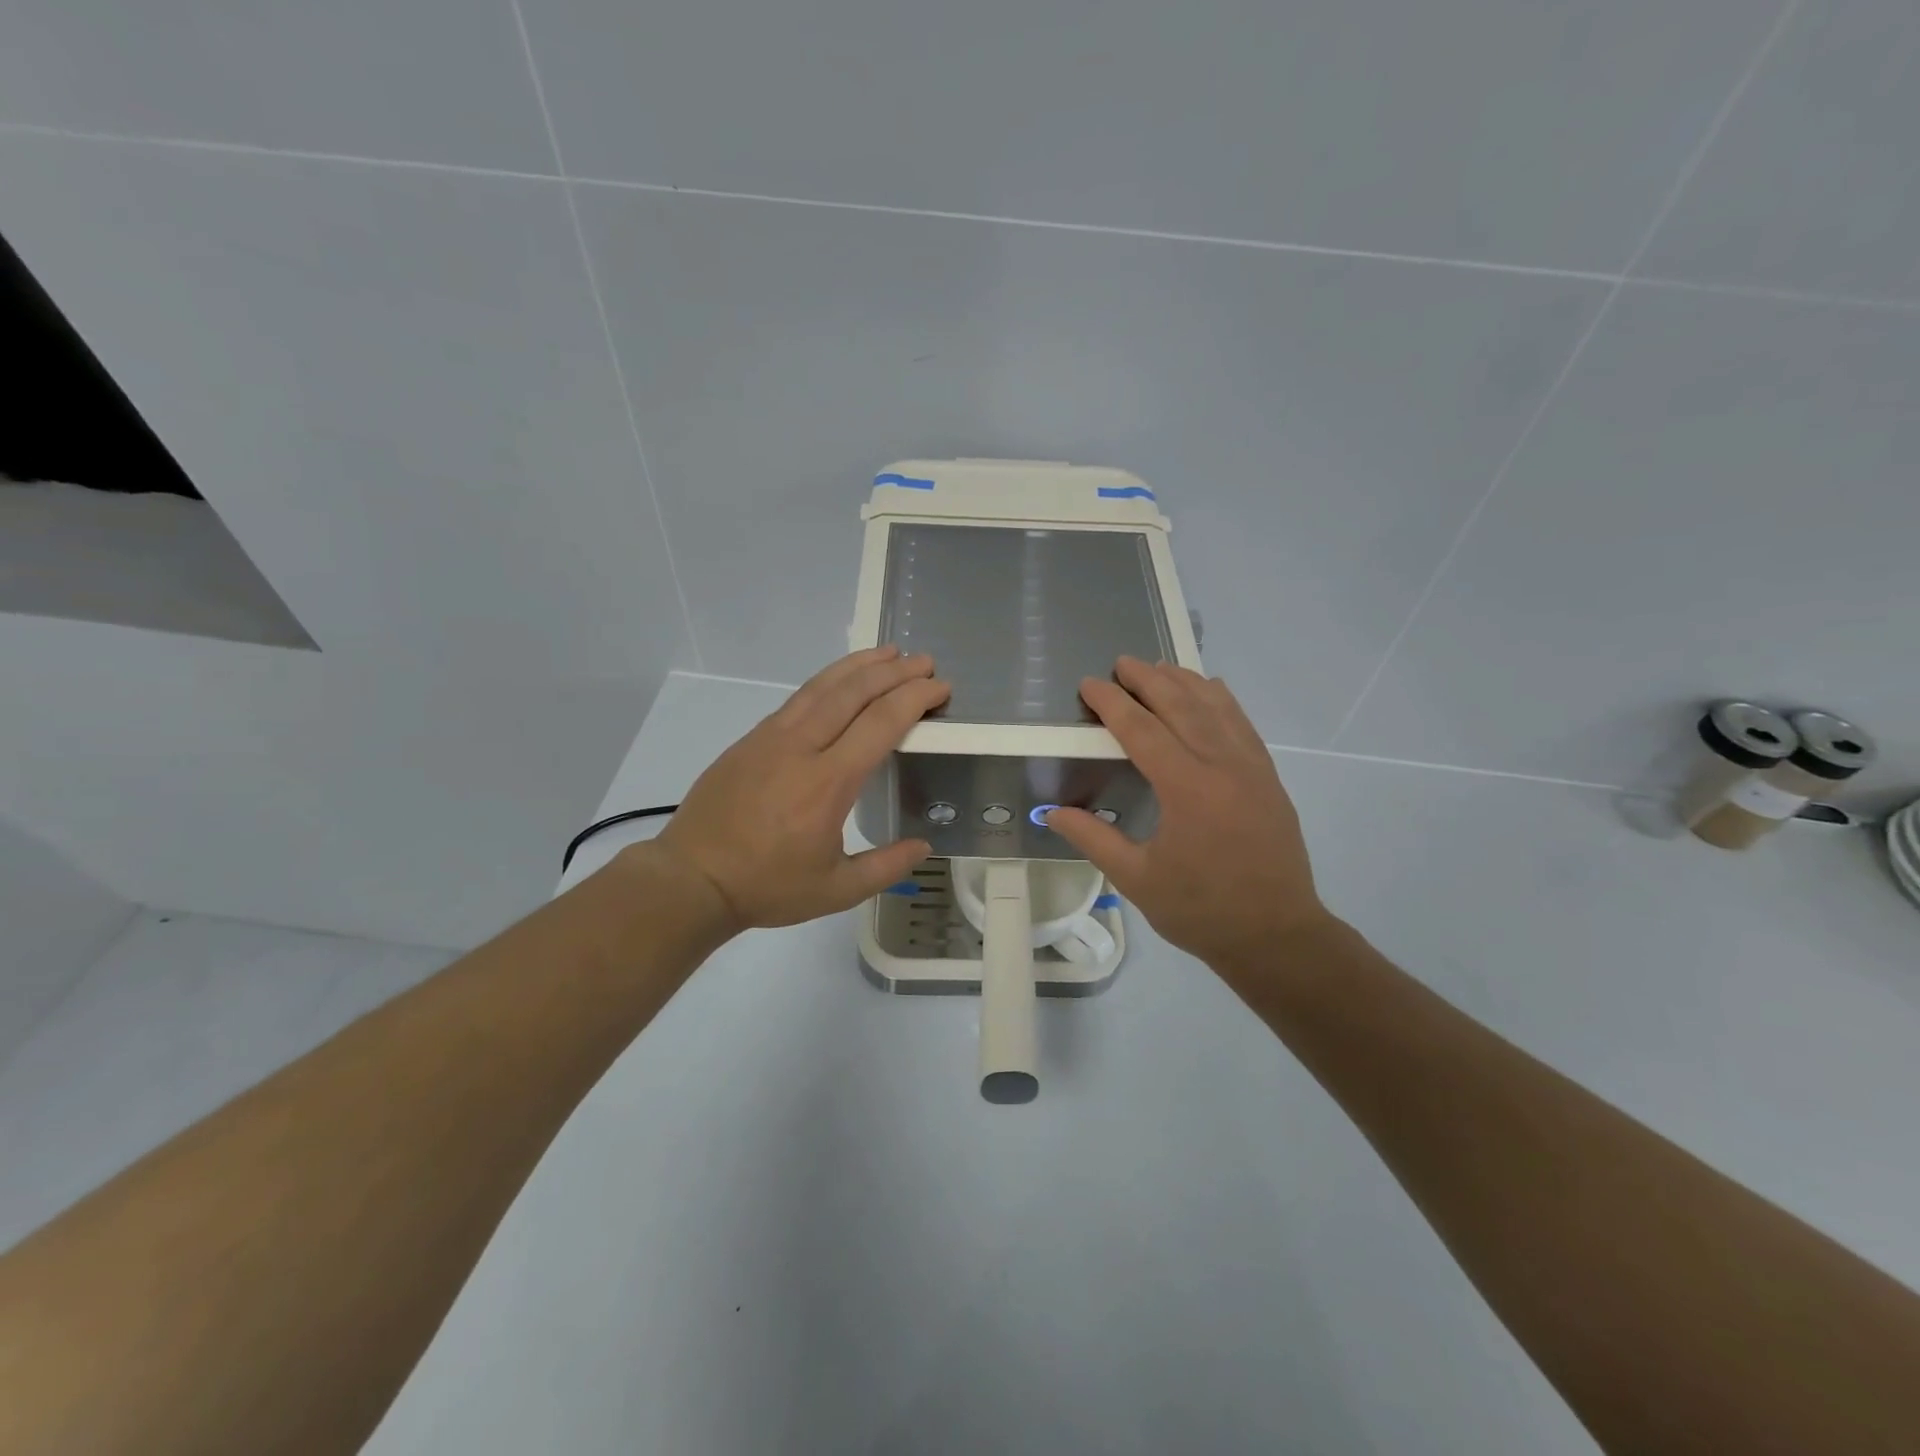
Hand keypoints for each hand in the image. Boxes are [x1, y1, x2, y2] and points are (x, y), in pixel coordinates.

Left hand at [650, 646, 949, 933]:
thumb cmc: (767, 886)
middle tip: (924, 662)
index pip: (881, 723)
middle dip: (895, 671)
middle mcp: (802, 748)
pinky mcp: (751, 739)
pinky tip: (840, 680)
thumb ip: (886, 866)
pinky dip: (827, 680)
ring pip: (822, 686)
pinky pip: (798, 698)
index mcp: (828, 783)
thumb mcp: (836, 890)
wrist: (692, 878)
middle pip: (854, 692)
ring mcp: (771, 737)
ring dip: (860, 665)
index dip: (915, 698)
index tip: (939, 688)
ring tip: (889, 652)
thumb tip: (924, 846)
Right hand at [1045, 657, 1332, 973]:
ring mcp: (1252, 768)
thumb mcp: (1137, 879)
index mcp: (1188, 789)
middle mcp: (1223, 766)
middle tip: (1121, 662)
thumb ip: (1093, 839)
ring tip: (1159, 666)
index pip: (1142, 730)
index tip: (1090, 683)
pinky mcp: (1268, 778)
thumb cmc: (1201, 911)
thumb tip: (1051, 812)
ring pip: (1217, 708)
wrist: (1277, 936)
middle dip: (1148, 680)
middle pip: (1182, 706)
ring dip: (1185, 682)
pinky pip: (1243, 724)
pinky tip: (1210, 690)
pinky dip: (1222, 700)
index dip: (1112, 703)